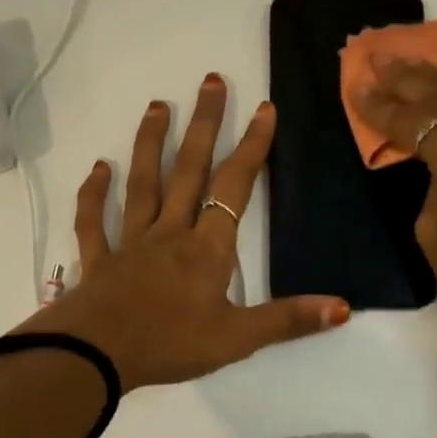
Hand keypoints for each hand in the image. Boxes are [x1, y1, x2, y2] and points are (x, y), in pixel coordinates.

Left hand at [19, 73, 350, 390]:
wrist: (96, 356)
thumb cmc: (169, 345)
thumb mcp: (237, 339)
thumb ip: (287, 321)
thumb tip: (343, 307)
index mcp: (206, 249)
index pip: (234, 188)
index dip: (252, 148)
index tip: (264, 109)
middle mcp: (170, 233)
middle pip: (189, 170)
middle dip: (204, 125)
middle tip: (211, 81)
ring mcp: (130, 242)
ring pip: (143, 184)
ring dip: (150, 144)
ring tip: (157, 106)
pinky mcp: (98, 259)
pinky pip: (94, 221)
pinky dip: (94, 194)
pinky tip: (98, 168)